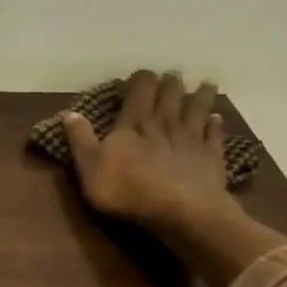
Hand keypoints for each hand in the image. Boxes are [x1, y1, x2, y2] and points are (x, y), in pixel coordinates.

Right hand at [61, 70, 239, 241]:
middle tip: (170, 77)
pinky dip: (216, 124)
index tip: (139, 77)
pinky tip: (217, 119)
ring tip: (203, 85)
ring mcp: (192, 138)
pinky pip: (215, 133)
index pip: (139, 89)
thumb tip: (69, 114)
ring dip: (199, 95)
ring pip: (198, 107)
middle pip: (170, 93)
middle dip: (169, 83)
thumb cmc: (128, 189)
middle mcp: (165, 122)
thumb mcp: (90, 167)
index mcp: (134, 122)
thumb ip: (80, 139)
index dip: (140, 80)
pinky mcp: (211, 156)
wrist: (179, 210)